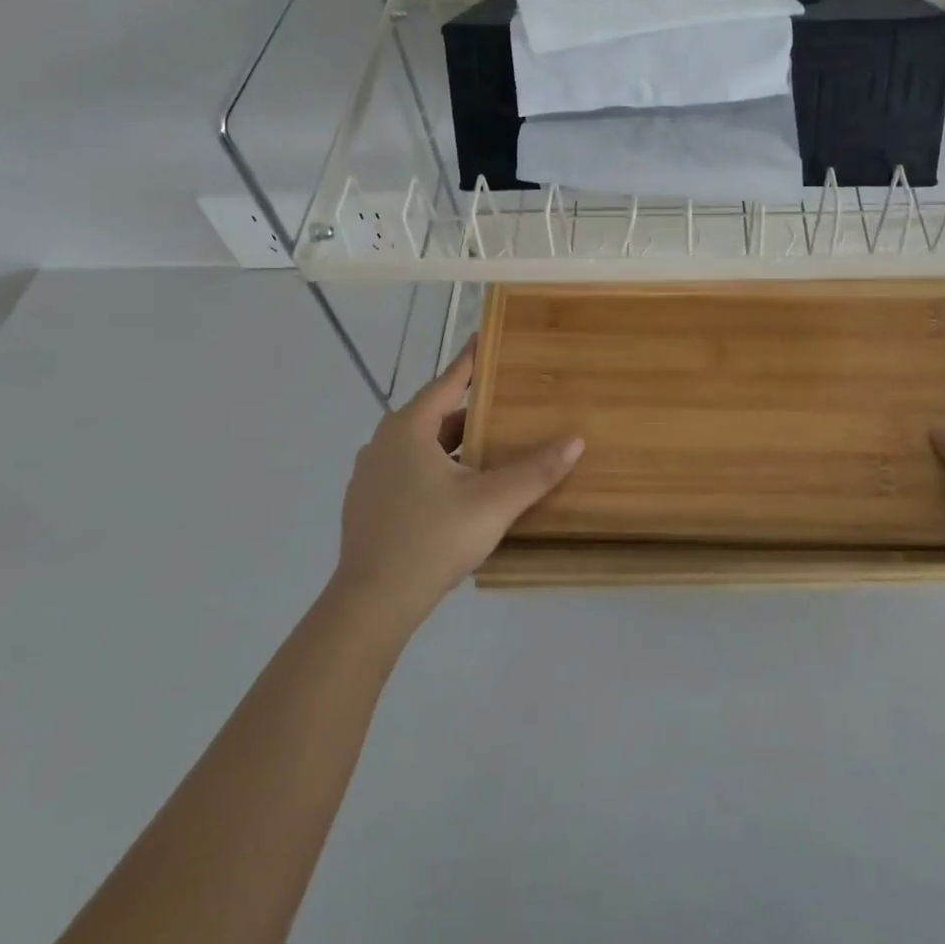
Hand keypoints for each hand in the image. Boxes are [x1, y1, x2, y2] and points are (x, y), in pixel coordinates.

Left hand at [329, 338, 583, 636]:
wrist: (371, 605)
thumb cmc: (432, 539)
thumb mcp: (493, 502)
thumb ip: (536, 471)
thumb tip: (576, 441)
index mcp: (408, 429)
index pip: (447, 382)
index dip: (471, 361)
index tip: (488, 339)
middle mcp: (383, 443)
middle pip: (435, 415)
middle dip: (471, 410)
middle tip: (507, 405)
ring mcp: (370, 476)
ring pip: (421, 447)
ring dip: (455, 444)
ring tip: (491, 449)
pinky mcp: (367, 506)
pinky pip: (409, 471)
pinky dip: (437, 468)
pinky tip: (460, 490)